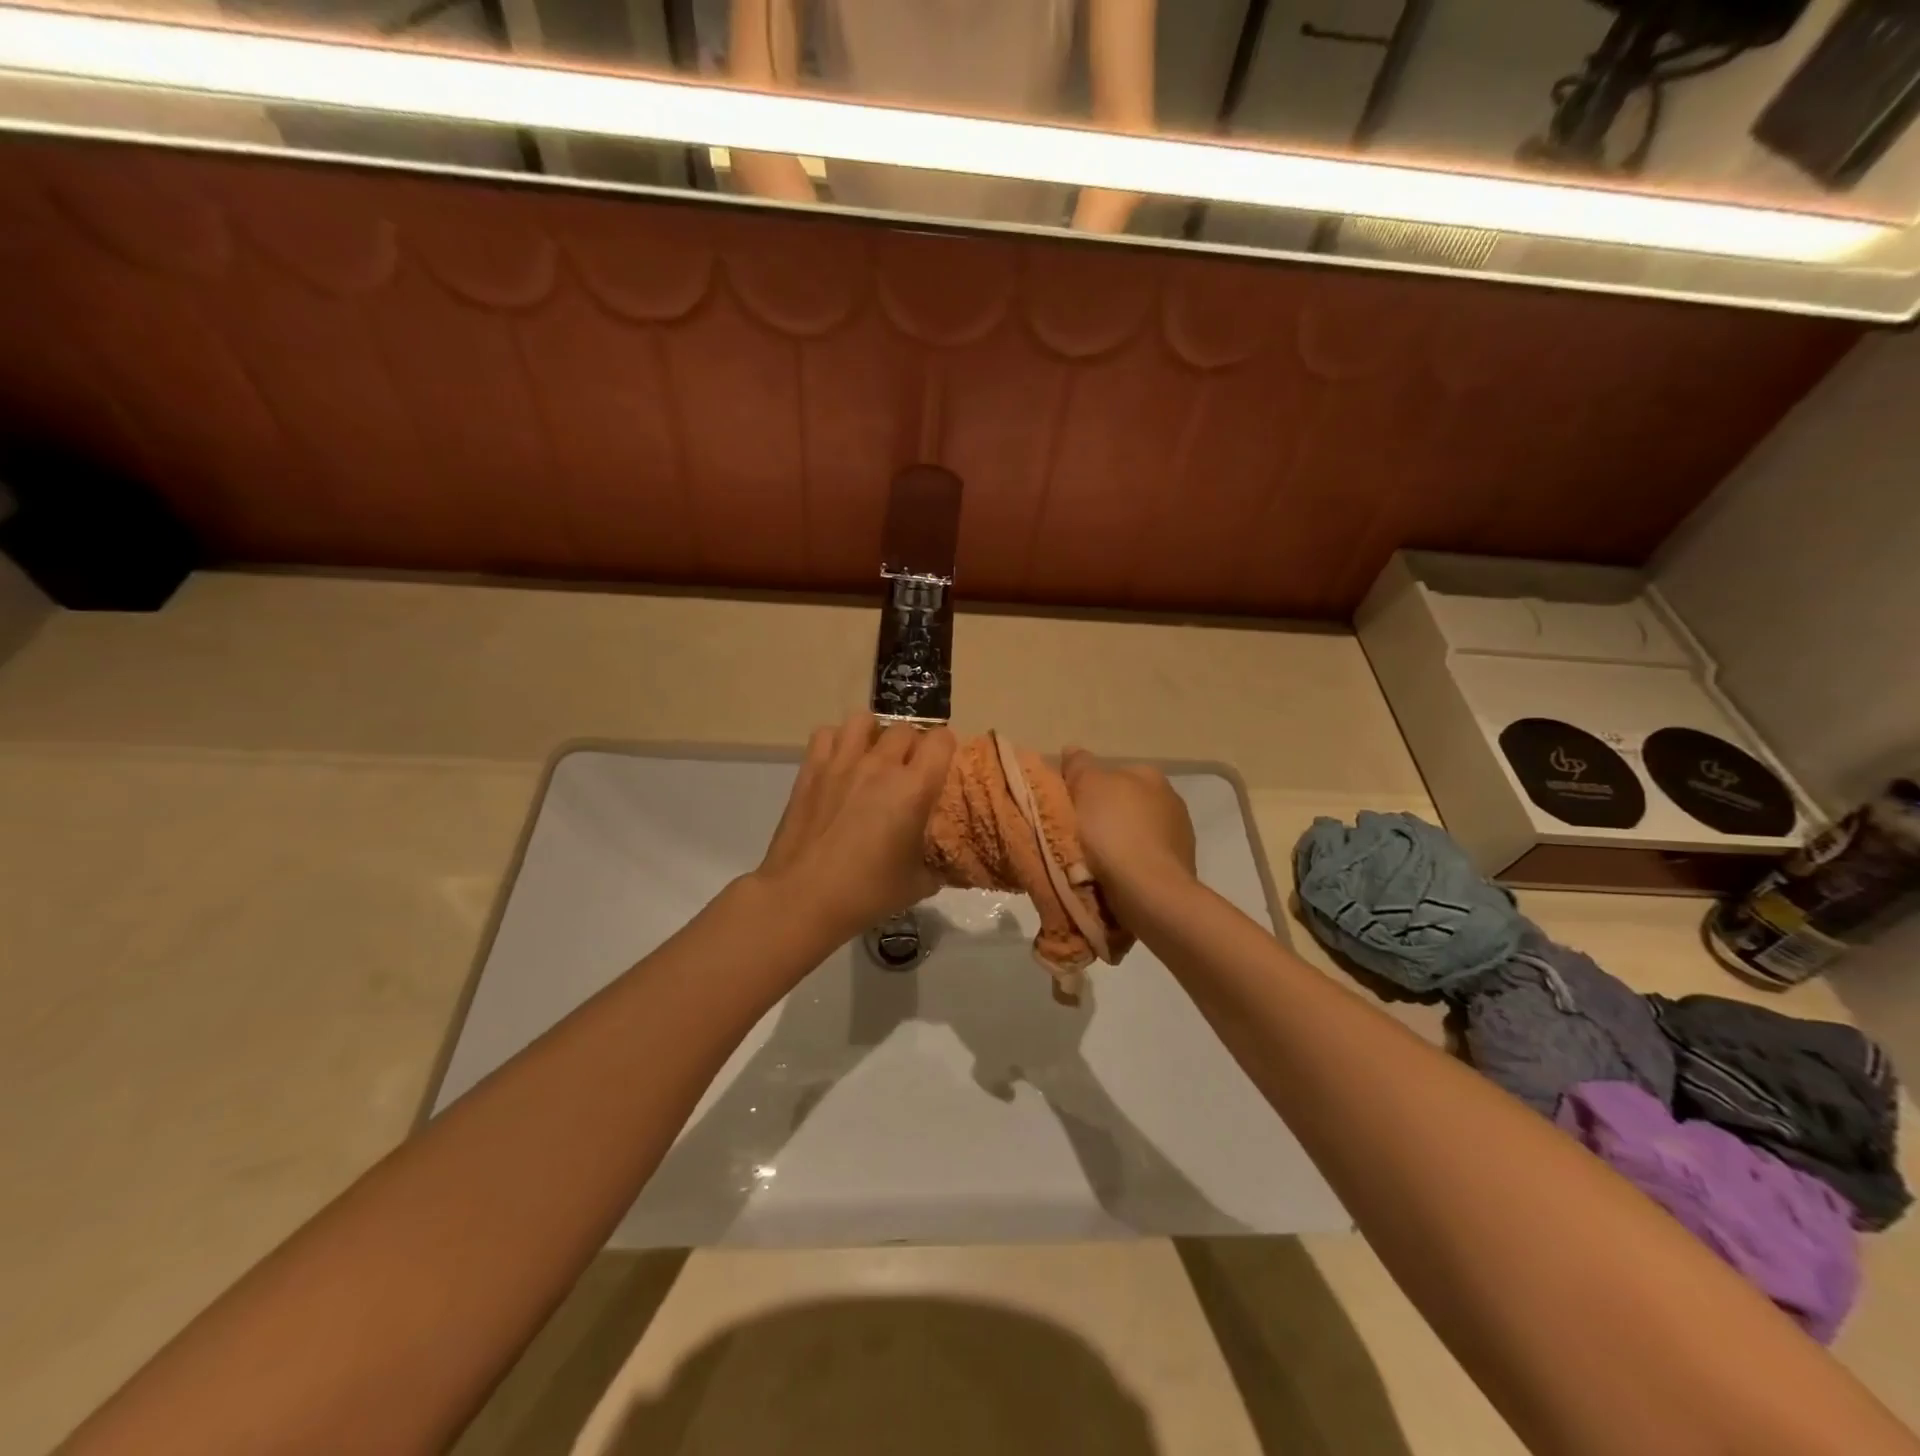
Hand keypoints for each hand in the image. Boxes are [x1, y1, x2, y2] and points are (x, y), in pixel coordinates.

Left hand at [756, 713, 956, 939]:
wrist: (803, 897)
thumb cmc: (866, 893)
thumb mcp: (918, 885)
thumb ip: (938, 866)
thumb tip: (946, 863)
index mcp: (914, 788)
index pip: (941, 740)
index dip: (946, 748)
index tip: (942, 765)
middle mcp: (880, 765)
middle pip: (905, 730)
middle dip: (912, 745)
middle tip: (908, 769)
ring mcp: (842, 763)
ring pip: (863, 721)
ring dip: (874, 734)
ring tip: (872, 756)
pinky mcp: (811, 770)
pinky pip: (826, 734)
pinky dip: (837, 741)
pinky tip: (839, 763)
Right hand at [1060, 747, 1196, 913]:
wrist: (1148, 891)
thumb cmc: (1115, 831)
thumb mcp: (1087, 787)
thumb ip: (1080, 765)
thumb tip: (1073, 749)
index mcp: (1150, 775)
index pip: (1113, 774)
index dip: (1088, 788)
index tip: (1070, 807)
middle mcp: (1171, 800)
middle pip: (1125, 803)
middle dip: (1105, 816)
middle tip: (1077, 834)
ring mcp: (1179, 837)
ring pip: (1136, 833)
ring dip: (1118, 843)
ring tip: (1093, 862)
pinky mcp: (1179, 869)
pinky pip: (1143, 860)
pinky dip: (1129, 865)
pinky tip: (1113, 878)